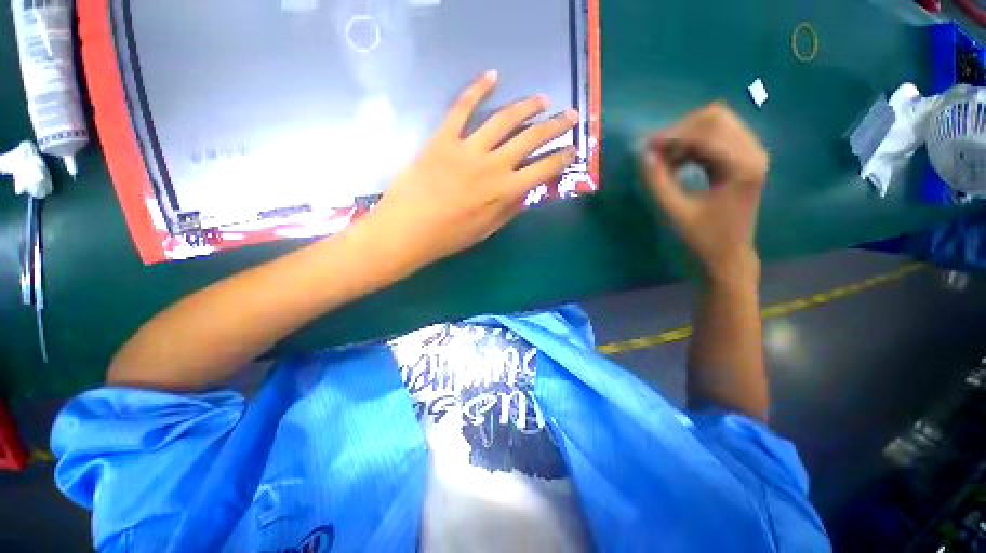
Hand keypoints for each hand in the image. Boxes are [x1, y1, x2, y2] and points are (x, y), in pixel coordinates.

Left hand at [366, 70, 577, 270]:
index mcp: (505, 192)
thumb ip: (509, 210)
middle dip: (554, 126)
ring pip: (504, 119)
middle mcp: (493, 166)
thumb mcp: (486, 231)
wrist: (408, 230)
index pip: (543, 170)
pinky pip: (462, 108)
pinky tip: (492, 76)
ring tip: (541, 99)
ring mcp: (468, 149)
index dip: (561, 158)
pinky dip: (477, 89)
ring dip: (527, 106)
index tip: (572, 149)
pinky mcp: (444, 138)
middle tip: (569, 116)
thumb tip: (526, 193)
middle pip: (530, 138)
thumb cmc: (449, 237)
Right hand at [643, 103, 768, 285]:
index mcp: (741, 166)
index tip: (645, 148)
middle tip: (655, 151)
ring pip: (716, 124)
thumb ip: (658, 183)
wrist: (728, 256)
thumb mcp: (676, 213)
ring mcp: (750, 155)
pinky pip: (716, 138)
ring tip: (663, 159)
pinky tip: (677, 162)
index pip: (706, 131)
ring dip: (685, 136)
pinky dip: (692, 145)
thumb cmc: (703, 238)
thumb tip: (643, 156)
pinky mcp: (742, 160)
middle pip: (715, 117)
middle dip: (680, 130)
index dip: (673, 135)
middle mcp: (752, 153)